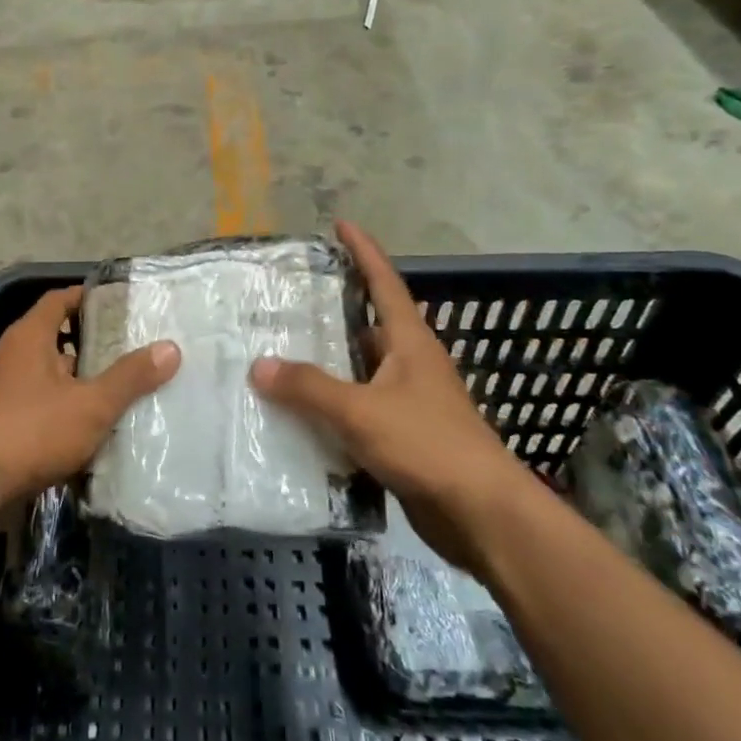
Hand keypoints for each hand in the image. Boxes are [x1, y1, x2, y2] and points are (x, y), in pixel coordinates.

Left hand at [0, 285, 179, 500]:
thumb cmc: (32, 430)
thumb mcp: (91, 404)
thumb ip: (130, 377)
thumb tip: (170, 348)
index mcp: (30, 336)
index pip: (59, 300)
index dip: (86, 297)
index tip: (118, 304)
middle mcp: (13, 355)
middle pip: (54, 337)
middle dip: (90, 343)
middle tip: (129, 350)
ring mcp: (3, 390)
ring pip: (48, 374)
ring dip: (77, 380)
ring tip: (117, 390)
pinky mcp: (0, 422)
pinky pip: (39, 404)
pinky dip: (62, 408)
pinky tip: (89, 428)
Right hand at [251, 220, 534, 573]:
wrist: (481, 514)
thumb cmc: (427, 445)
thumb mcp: (361, 411)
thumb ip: (309, 388)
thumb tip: (260, 366)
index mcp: (410, 343)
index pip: (384, 283)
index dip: (363, 252)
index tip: (341, 225)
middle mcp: (411, 364)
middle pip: (369, 325)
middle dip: (335, 309)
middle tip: (290, 300)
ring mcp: (410, 402)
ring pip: (361, 370)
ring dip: (329, 363)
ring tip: (283, 353)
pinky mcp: (404, 437)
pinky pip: (360, 409)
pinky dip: (333, 406)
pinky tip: (301, 413)